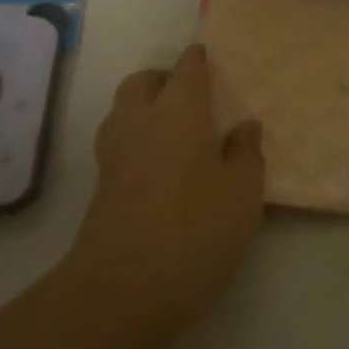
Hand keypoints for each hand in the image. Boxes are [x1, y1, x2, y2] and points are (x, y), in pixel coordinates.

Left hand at [64, 44, 265, 348]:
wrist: (124, 290)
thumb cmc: (196, 229)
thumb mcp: (243, 192)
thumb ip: (246, 154)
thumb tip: (244, 126)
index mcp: (178, 112)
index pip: (187, 69)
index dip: (199, 59)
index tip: (212, 58)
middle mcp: (140, 122)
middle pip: (143, 83)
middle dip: (165, 79)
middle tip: (194, 96)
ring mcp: (114, 155)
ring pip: (125, 112)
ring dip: (147, 109)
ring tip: (180, 130)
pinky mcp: (102, 187)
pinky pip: (121, 143)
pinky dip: (140, 140)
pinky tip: (165, 165)